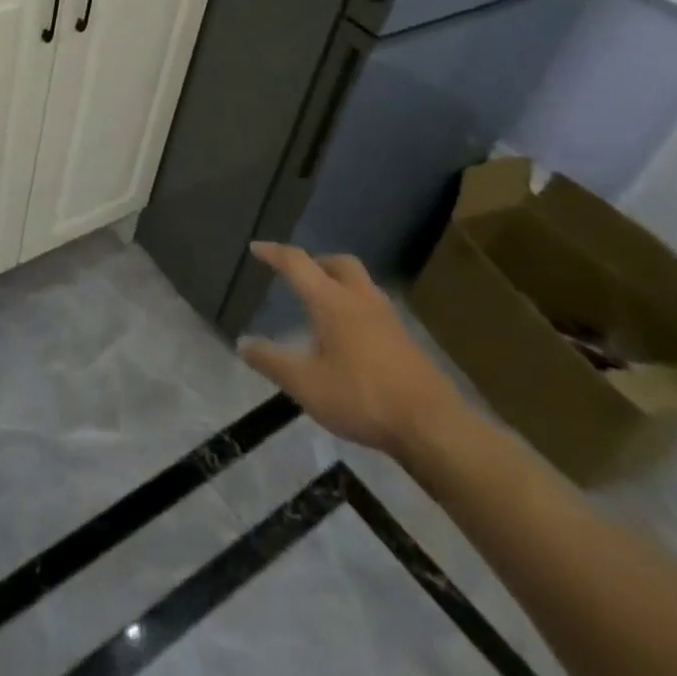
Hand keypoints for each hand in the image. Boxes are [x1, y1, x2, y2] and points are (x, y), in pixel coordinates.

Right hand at [237, 242, 463, 463]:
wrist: (434, 428)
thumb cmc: (362, 398)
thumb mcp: (305, 384)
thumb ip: (271, 361)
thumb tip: (243, 343)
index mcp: (332, 302)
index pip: (298, 263)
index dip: (274, 253)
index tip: (257, 247)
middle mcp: (362, 300)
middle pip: (340, 263)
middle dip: (317, 261)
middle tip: (300, 274)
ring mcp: (390, 320)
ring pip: (362, 284)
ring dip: (340, 283)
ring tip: (324, 305)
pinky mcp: (408, 342)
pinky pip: (376, 308)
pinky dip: (357, 308)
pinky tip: (352, 337)